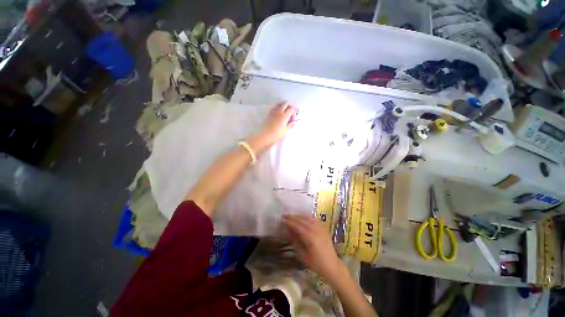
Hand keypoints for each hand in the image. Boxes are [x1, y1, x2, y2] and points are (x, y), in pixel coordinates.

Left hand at [258, 102, 296, 145]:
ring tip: (284, 113)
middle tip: (290, 113)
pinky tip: (278, 115)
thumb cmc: (276, 134)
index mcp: (284, 116)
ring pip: (279, 104)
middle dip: (289, 106)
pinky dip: (278, 108)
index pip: (291, 109)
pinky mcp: (269, 113)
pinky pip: (275, 107)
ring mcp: (273, 112)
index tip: (293, 118)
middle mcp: (279, 111)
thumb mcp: (286, 131)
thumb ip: (290, 125)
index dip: (294, 112)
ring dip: (283, 106)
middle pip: (285, 103)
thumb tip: (293, 122)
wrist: (265, 135)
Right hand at [282, 214, 343, 283]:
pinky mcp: (324, 228)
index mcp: (310, 237)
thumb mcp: (303, 254)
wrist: (332, 265)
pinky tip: (303, 218)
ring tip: (293, 216)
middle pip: (302, 220)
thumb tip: (288, 231)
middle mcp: (316, 230)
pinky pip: (314, 219)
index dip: (289, 222)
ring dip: (300, 216)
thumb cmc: (316, 263)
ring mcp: (321, 228)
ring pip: (308, 218)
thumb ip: (295, 241)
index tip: (282, 220)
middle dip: (293, 217)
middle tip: (285, 215)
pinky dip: (307, 217)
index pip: (297, 226)